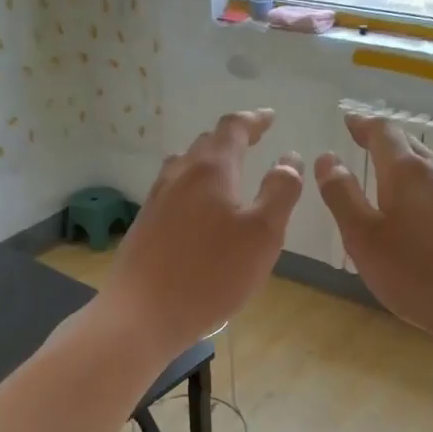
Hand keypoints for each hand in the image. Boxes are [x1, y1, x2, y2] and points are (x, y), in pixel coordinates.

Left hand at [100, 109, 302, 359]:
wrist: (142, 314)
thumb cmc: (211, 274)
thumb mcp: (263, 234)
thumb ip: (280, 192)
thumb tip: (289, 158)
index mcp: (211, 169)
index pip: (233, 127)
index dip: (254, 120)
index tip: (270, 117)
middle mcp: (179, 175)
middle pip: (206, 144)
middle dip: (233, 140)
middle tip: (255, 143)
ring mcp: (156, 200)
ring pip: (185, 167)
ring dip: (210, 163)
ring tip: (229, 174)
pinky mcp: (145, 225)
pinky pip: (174, 193)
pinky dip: (194, 189)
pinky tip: (200, 214)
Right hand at [316, 111, 432, 346]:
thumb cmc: (415, 273)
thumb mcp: (363, 237)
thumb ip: (342, 195)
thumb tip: (327, 158)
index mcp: (407, 170)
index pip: (382, 131)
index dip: (362, 124)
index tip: (347, 121)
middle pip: (407, 143)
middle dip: (381, 141)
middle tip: (359, 143)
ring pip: (425, 164)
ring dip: (401, 162)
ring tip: (381, 173)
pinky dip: (417, 184)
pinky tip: (411, 207)